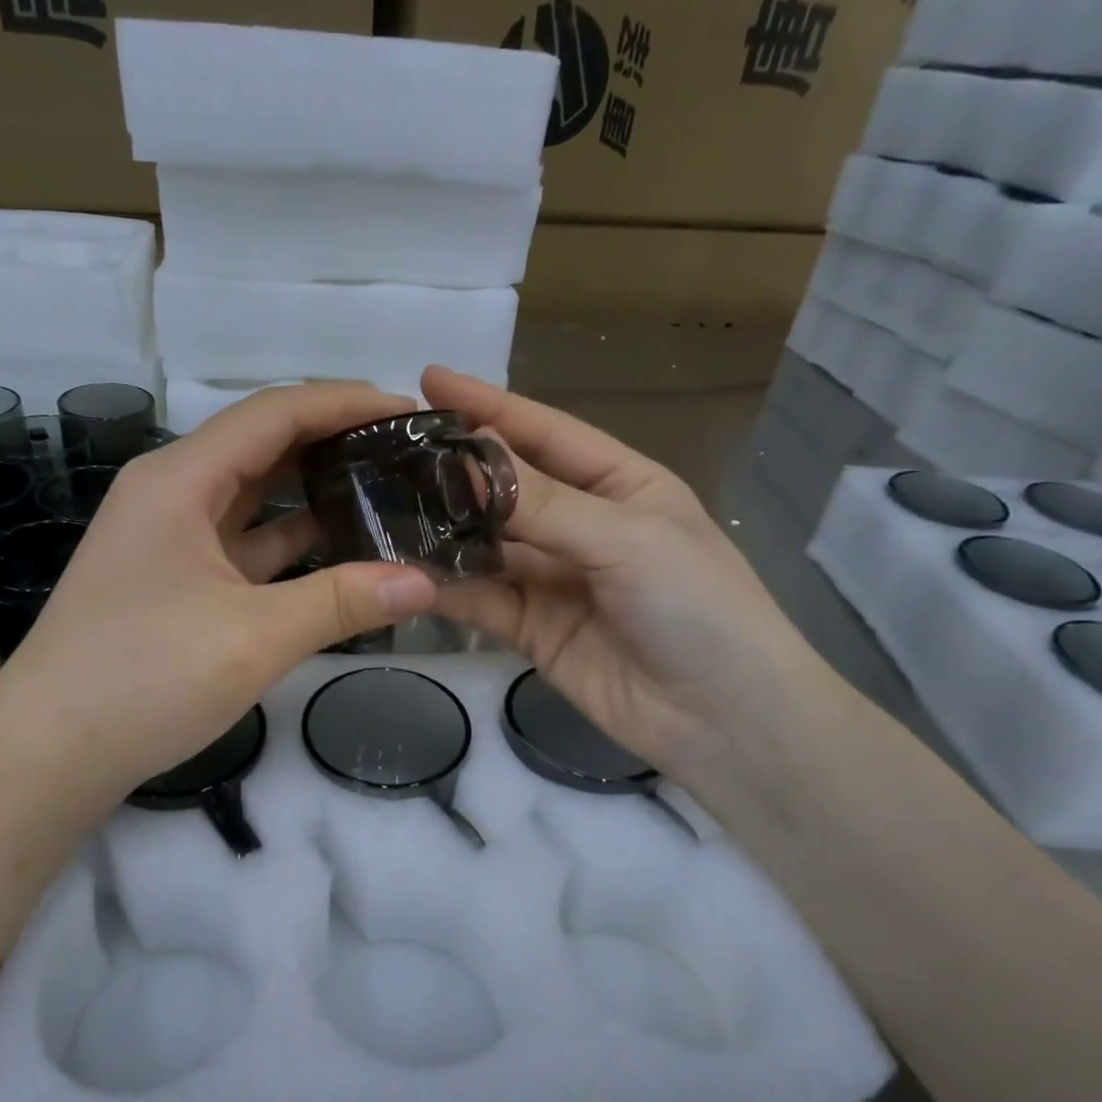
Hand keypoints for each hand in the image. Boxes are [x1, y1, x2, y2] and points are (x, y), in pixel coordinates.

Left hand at [0, 384, 438, 807]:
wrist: (48, 754)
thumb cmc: (143, 679)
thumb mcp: (254, 637)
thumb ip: (343, 602)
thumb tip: (425, 581)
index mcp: (179, 480)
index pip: (274, 414)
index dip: (343, 402)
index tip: (407, 408)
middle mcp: (171, 492)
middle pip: (263, 445)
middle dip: (335, 440)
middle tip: (406, 450)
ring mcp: (170, 537)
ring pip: (254, 495)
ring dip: (314, 489)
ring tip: (386, 489)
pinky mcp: (175, 578)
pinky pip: (243, 541)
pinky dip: (290, 538)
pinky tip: (339, 546)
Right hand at [420, 367, 844, 808]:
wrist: (723, 719)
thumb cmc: (696, 605)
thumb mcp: (624, 536)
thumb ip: (541, 501)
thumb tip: (463, 457)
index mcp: (620, 484)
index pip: (545, 433)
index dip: (489, 406)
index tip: (428, 381)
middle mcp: (582, 525)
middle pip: (506, 488)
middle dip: (452, 470)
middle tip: (386, 450)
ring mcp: (554, 579)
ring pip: (485, 544)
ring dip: (440, 529)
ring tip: (379, 506)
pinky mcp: (531, 629)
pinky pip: (480, 598)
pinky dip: (445, 585)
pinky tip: (403, 569)